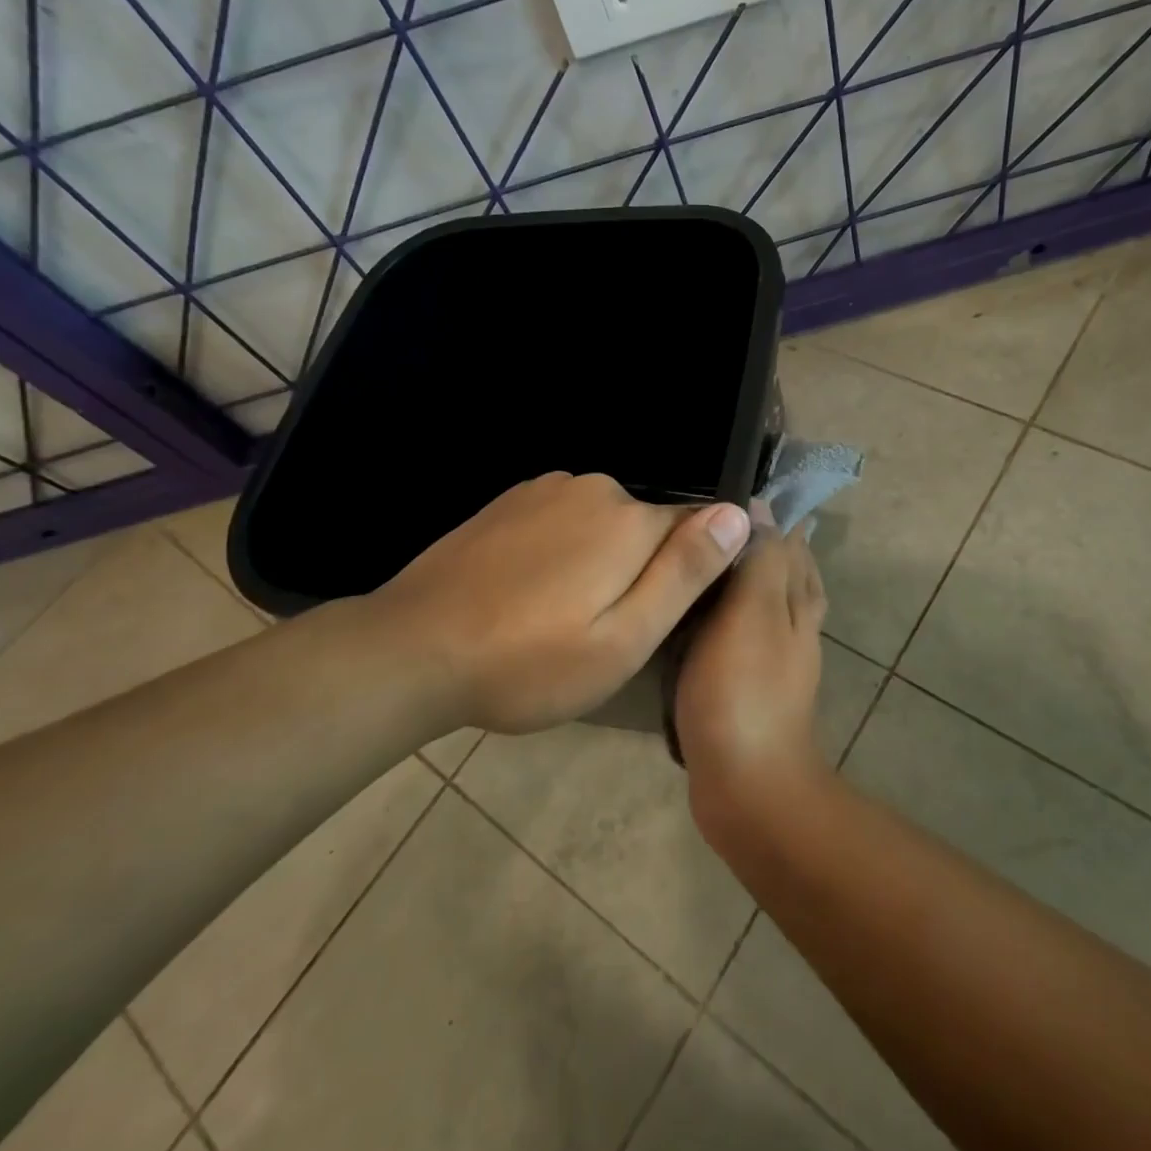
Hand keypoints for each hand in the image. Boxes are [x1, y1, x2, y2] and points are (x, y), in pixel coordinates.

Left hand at [345, 472, 750, 734]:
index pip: (697, 528)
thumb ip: (684, 573)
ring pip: (604, 524)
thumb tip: (738, 515)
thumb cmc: (529, 662)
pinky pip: (563, 519)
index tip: (666, 615)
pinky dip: (563, 550)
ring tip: (564, 617)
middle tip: (606, 632)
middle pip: (648, 527)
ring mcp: (546, 489)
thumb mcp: (624, 639)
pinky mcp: (511, 501)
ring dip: (600, 561)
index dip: (691, 572)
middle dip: (642, 570)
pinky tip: (531, 591)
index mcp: (630, 522)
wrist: (413, 650)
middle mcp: (595, 489)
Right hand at [676, 517, 829, 828]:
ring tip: (709, 558)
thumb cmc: (742, 690)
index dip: (769, 512)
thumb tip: (761, 506)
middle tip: (717, 517)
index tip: (734, 485)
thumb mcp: (751, 613)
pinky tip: (701, 617)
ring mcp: (774, 658)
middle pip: (785, 568)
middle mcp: (794, 623)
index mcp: (796, 599)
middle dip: (762, 540)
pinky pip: (740, 633)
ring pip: (764, 601)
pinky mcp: (749, 685)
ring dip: (745, 575)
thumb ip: (759, 559)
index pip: (790, 540)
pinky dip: (727, 614)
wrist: (748, 785)